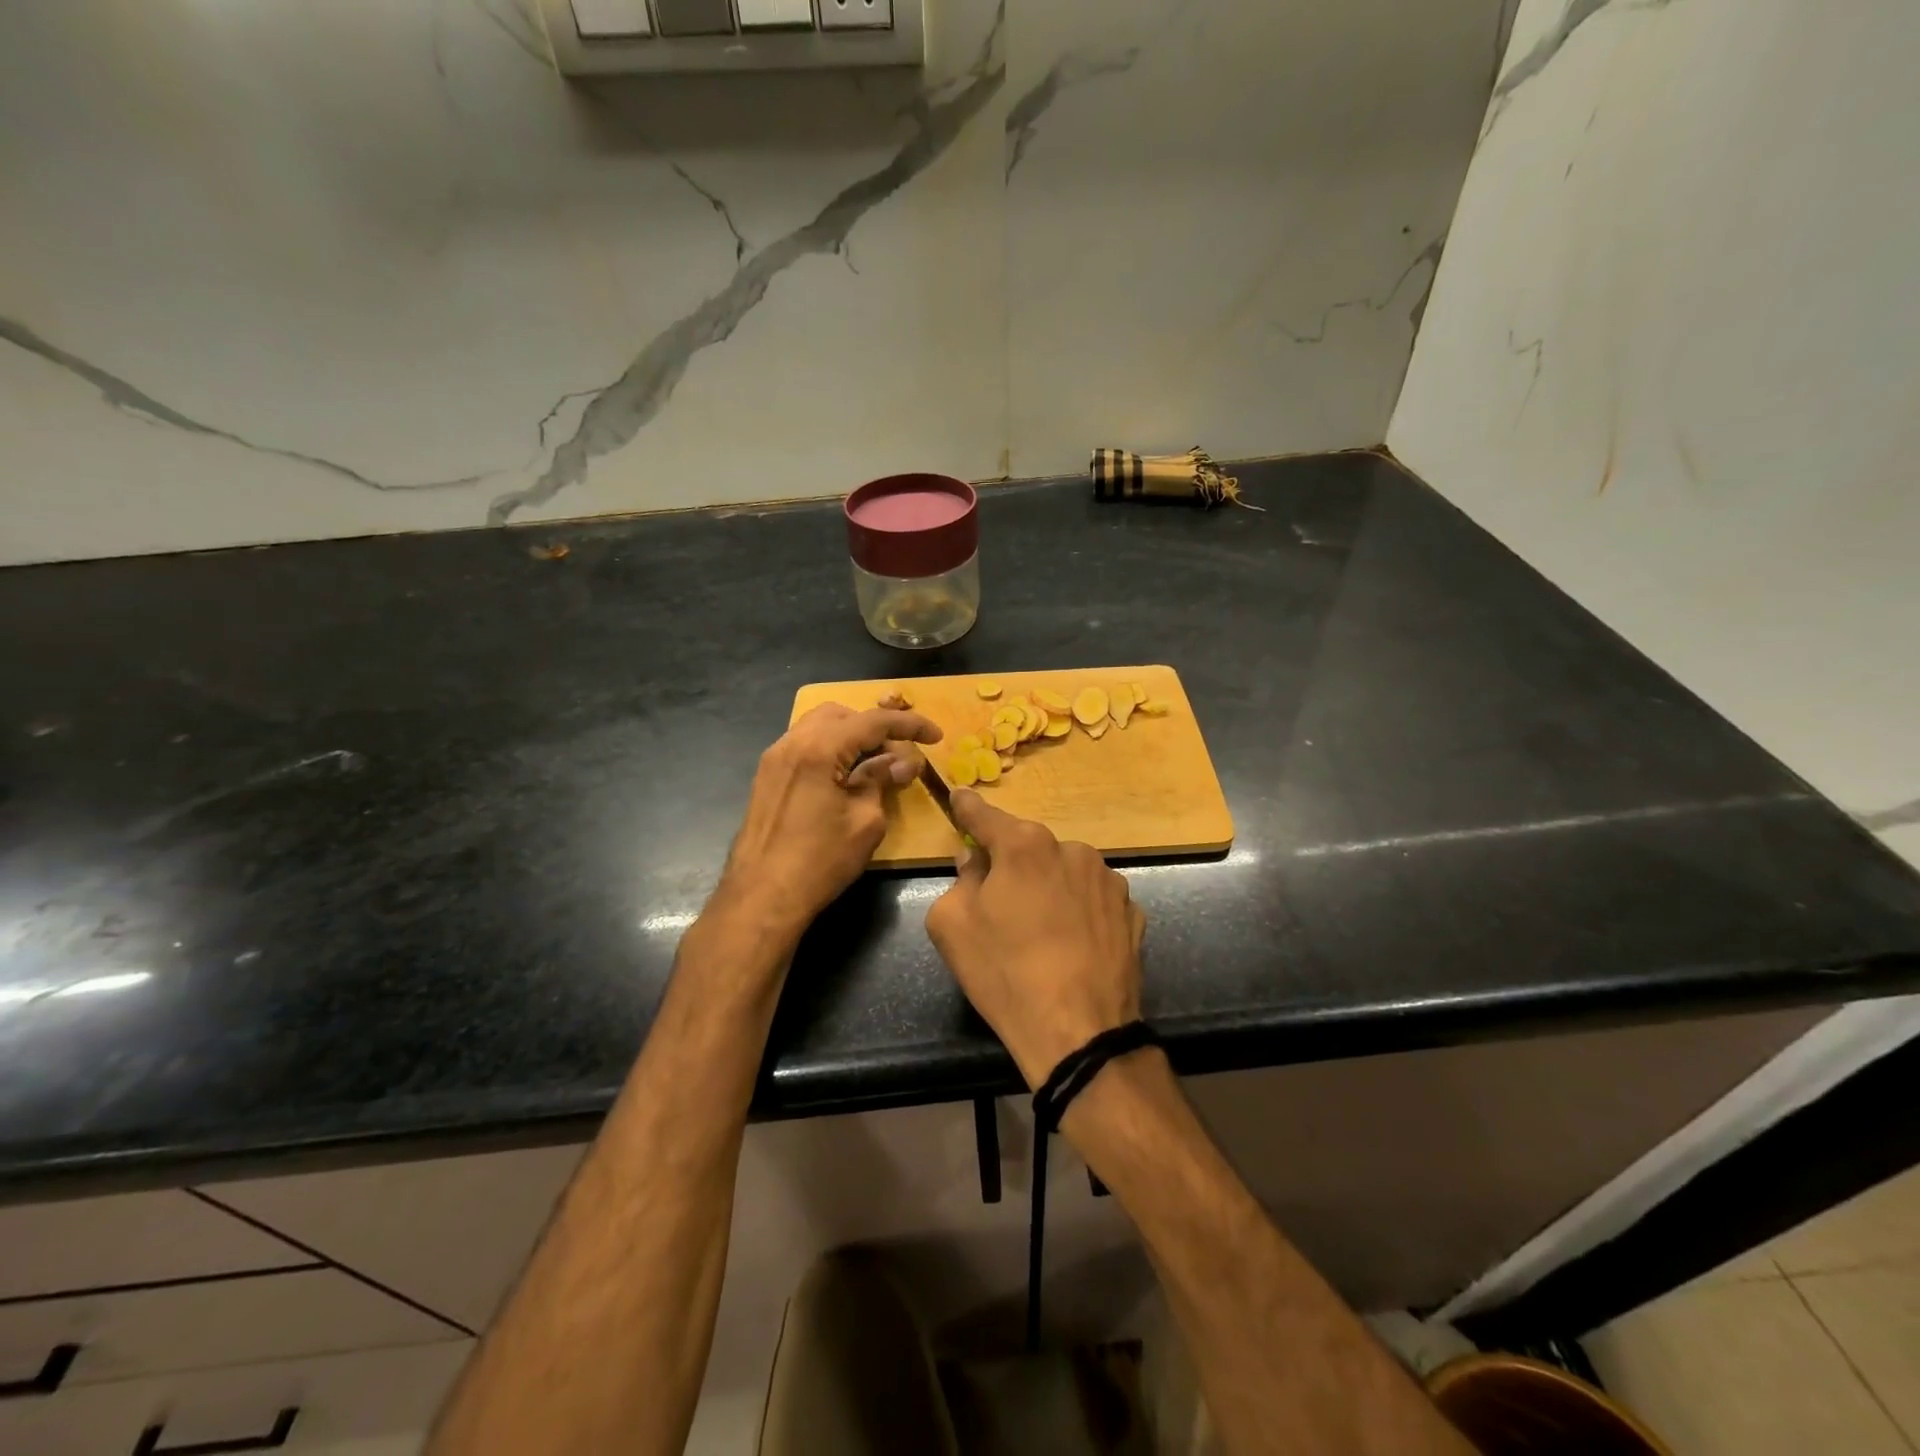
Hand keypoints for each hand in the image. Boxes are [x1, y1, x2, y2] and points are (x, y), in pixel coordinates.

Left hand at [721, 696, 941, 932]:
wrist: (762, 897)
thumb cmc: (820, 862)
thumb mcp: (865, 821)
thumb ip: (881, 780)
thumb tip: (900, 762)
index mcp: (818, 749)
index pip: (872, 721)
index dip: (909, 725)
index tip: (936, 736)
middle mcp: (792, 742)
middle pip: (842, 715)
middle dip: (875, 727)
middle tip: (900, 755)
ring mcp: (774, 758)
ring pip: (819, 726)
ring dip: (851, 736)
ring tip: (875, 763)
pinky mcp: (767, 776)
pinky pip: (804, 745)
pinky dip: (830, 749)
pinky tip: (846, 775)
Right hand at [925, 790, 1146, 1087]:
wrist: (1080, 1033)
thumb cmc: (1005, 973)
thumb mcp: (952, 925)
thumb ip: (959, 879)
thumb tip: (974, 860)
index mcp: (1025, 846)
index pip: (985, 816)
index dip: (967, 808)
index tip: (959, 796)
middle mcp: (1072, 850)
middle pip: (1029, 848)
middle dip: (1011, 864)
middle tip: (998, 902)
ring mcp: (1109, 880)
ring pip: (1064, 872)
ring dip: (1048, 887)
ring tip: (1041, 933)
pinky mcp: (1132, 912)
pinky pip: (1092, 900)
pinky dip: (1079, 911)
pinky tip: (1072, 946)